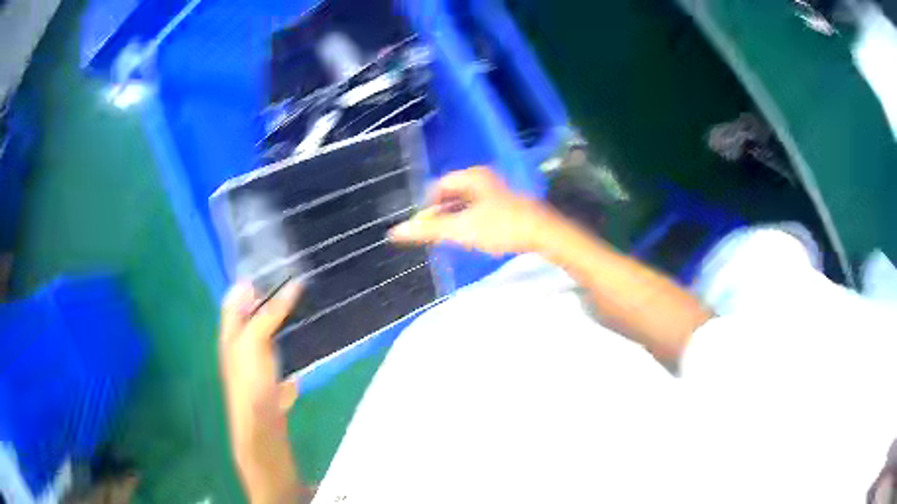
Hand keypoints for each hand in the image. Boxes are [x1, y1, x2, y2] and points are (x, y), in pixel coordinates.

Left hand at [219, 281, 301, 451]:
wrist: (263, 419)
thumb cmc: (250, 377)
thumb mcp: (255, 339)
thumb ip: (271, 311)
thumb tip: (295, 283)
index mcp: (232, 325)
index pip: (240, 292)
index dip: (255, 276)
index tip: (281, 260)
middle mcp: (246, 333)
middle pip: (260, 305)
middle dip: (278, 290)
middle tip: (304, 272)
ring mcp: (264, 349)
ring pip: (278, 320)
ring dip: (292, 308)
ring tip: (314, 289)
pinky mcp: (281, 361)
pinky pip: (290, 337)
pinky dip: (300, 328)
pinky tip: (316, 318)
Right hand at [389, 167, 555, 255]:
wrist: (544, 234)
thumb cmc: (501, 227)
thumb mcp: (461, 229)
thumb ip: (428, 230)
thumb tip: (395, 231)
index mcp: (473, 176)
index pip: (439, 185)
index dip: (428, 205)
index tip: (425, 225)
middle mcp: (485, 178)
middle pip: (453, 193)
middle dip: (441, 213)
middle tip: (436, 233)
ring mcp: (498, 191)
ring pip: (467, 203)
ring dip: (456, 218)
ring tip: (452, 237)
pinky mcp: (508, 205)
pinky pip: (480, 210)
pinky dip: (471, 221)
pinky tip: (473, 237)